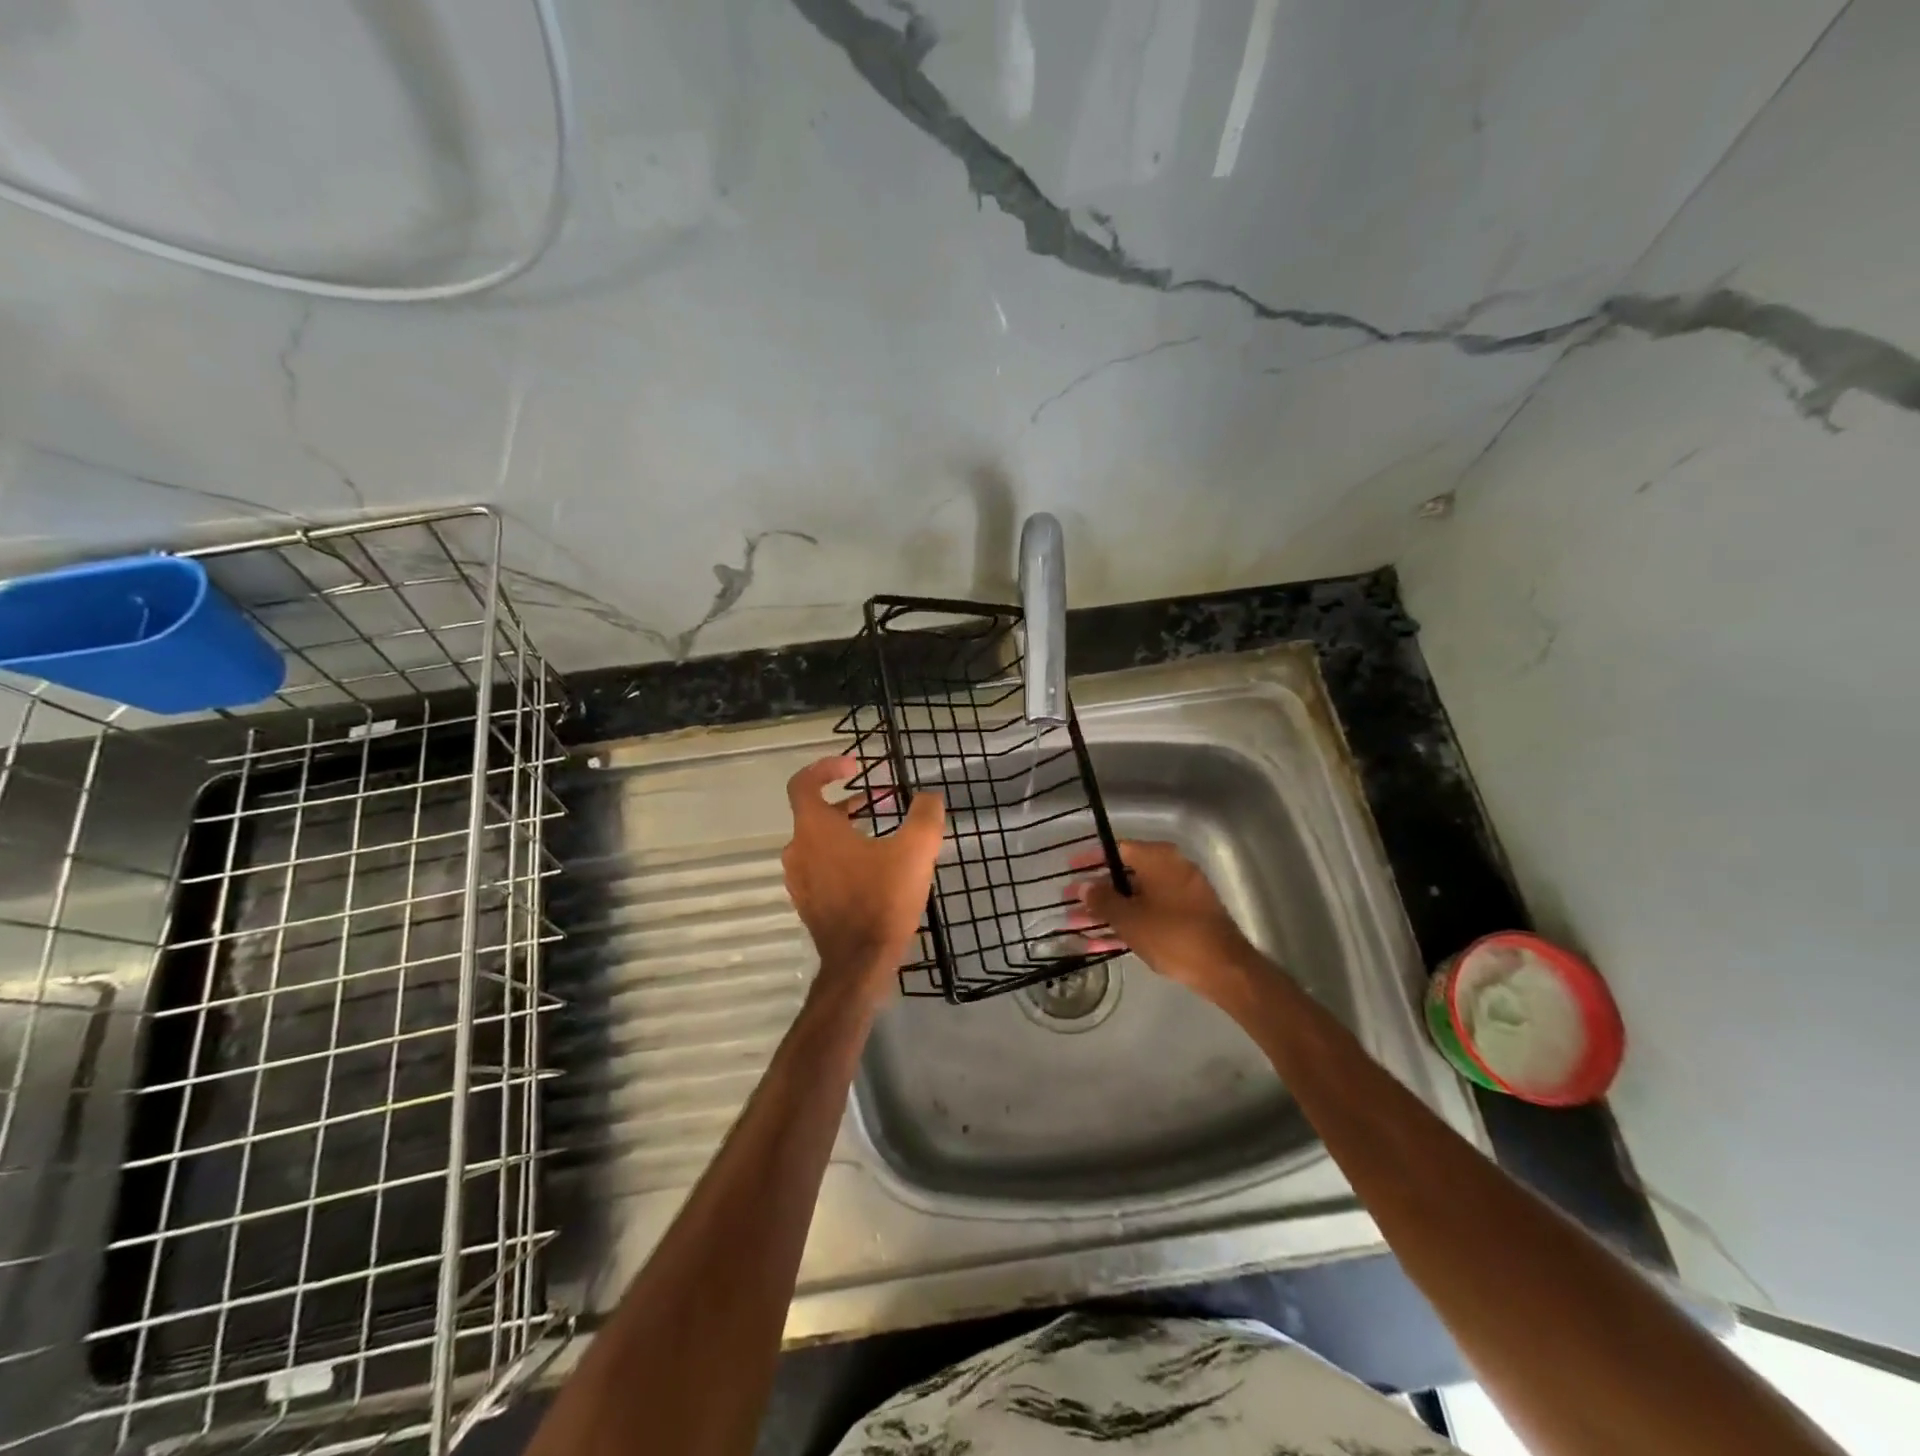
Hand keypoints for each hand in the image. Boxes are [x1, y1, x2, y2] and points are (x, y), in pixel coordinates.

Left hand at [781, 755, 944, 1012]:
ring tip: (884, 834)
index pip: (803, 783)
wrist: (860, 963)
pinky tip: (876, 869)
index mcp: (814, 830)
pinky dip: (843, 857)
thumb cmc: (883, 899)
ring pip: (819, 842)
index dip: (826, 768)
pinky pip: (822, 867)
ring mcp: (799, 880)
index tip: (854, 767)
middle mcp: (798, 850)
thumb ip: (925, 815)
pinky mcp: (808, 903)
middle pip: (815, 813)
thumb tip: (929, 797)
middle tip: (883, 802)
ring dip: (848, 830)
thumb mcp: (916, 850)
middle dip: (849, 802)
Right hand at [1070, 840, 1256, 1005]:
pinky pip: (1149, 914)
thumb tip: (1085, 887)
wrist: (1224, 969)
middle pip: (1124, 875)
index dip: (1090, 860)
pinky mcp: (1186, 917)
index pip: (1116, 849)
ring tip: (1077, 927)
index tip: (1070, 870)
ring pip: (1135, 898)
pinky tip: (1101, 943)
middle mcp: (1171, 869)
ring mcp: (1181, 894)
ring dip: (1107, 912)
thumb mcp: (1129, 919)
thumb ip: (1102, 900)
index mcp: (1158, 858)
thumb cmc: (1172, 935)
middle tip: (1069, 903)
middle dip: (1095, 893)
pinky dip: (1128, 924)